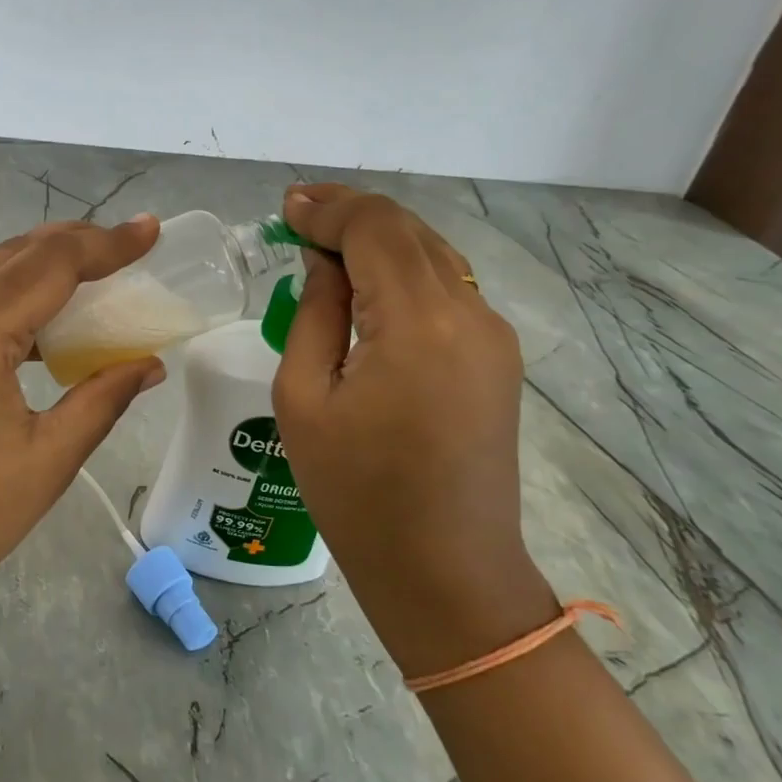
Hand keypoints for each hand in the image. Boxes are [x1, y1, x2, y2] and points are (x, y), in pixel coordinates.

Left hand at [0, 217, 166, 652]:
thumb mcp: (44, 464)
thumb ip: (101, 400)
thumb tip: (149, 365)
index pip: (50, 264)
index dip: (106, 243)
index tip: (150, 230)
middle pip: (11, 255)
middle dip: (72, 244)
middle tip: (125, 247)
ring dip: (33, 268)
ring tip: (87, 277)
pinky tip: (27, 327)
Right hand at [272, 184, 554, 672]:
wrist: (446, 572)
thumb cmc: (357, 494)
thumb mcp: (304, 399)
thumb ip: (314, 313)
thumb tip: (323, 262)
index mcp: (419, 324)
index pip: (375, 228)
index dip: (327, 208)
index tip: (284, 208)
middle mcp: (469, 314)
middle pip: (409, 231)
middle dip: (351, 213)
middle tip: (297, 213)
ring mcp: (493, 336)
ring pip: (432, 254)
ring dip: (378, 238)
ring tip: (324, 239)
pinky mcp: (497, 358)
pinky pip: (446, 289)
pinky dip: (402, 270)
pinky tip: (366, 282)